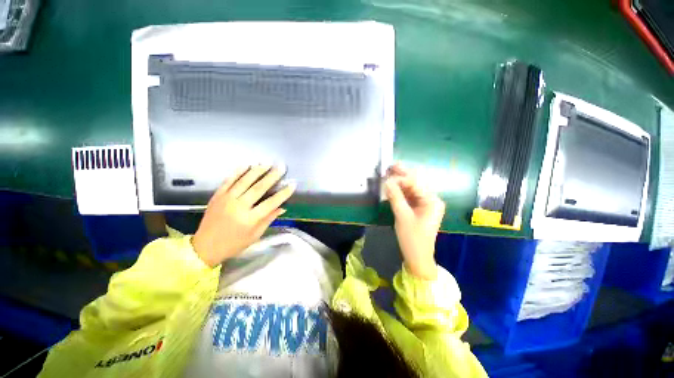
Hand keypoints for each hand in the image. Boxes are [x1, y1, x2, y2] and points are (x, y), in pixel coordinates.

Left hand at [192, 165, 295, 266]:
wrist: (204, 247)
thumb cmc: (234, 244)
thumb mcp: (255, 235)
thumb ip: (269, 219)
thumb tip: (282, 207)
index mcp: (249, 219)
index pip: (271, 203)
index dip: (283, 193)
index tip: (292, 184)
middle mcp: (238, 207)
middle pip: (258, 188)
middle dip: (272, 176)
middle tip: (281, 167)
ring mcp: (226, 199)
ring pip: (244, 181)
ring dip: (257, 171)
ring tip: (267, 163)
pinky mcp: (217, 196)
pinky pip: (228, 181)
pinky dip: (237, 172)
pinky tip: (247, 165)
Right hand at [384, 163, 444, 279]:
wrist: (418, 257)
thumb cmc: (412, 238)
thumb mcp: (402, 216)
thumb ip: (395, 197)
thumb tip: (387, 181)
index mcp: (432, 201)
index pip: (415, 183)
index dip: (400, 178)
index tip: (386, 177)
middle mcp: (431, 199)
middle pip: (416, 182)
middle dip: (402, 174)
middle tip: (390, 166)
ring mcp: (425, 203)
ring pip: (412, 188)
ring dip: (400, 182)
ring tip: (389, 174)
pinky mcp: (419, 208)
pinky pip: (410, 196)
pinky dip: (401, 191)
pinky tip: (392, 187)